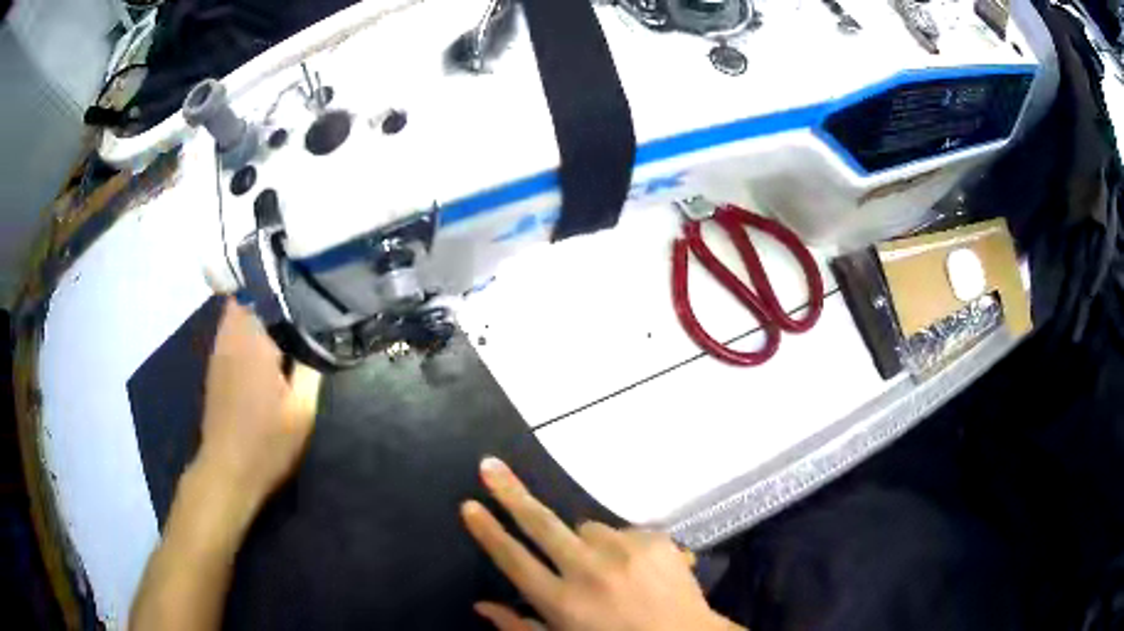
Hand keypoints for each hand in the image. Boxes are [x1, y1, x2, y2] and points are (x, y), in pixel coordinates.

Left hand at [194, 299, 321, 517]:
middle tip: (301, 297)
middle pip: (247, 295)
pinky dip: (248, 327)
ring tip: (288, 317)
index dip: (285, 282)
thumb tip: (321, 335)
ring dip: (259, 309)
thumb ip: (311, 367)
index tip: (308, 281)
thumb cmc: (268, 442)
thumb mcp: (301, 409)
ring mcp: (219, 351)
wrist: (228, 470)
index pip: (264, 291)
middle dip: (271, 292)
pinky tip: (266, 344)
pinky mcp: (215, 366)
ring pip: (237, 312)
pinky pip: (232, 330)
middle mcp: (231, 337)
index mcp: (253, 340)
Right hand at [461, 457, 741, 630]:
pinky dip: (620, 546)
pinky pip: (623, 532)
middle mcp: (590, 571)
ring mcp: (625, 552)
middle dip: (511, 493)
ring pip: (587, 528)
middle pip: (541, 524)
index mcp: (562, 602)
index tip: (469, 504)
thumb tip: (481, 605)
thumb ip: (520, 627)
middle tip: (489, 465)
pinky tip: (634, 570)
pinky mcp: (656, 540)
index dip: (488, 532)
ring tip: (604, 571)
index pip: (514, 560)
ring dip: (585, 542)